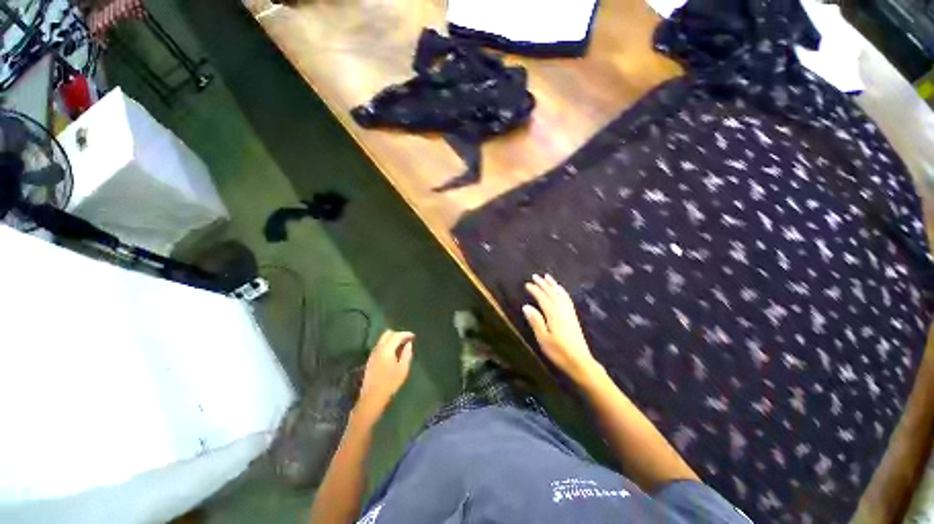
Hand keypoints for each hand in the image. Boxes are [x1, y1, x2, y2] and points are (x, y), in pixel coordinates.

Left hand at [356, 330, 414, 419]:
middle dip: (398, 334)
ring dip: (392, 339)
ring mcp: (373, 354)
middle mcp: (378, 349)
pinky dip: (387, 344)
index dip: (405, 334)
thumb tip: (409, 343)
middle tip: (407, 339)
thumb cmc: (390, 383)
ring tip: (401, 345)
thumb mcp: (403, 369)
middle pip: (387, 334)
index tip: (413, 336)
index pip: (396, 335)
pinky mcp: (371, 359)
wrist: (372, 397)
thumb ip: (406, 354)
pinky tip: (393, 352)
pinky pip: (380, 346)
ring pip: (382, 339)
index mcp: (386, 350)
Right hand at [523, 274, 602, 385]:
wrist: (581, 363)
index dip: (535, 290)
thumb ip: (536, 321)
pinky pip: (568, 300)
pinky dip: (563, 292)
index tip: (527, 284)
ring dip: (553, 285)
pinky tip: (561, 291)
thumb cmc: (559, 353)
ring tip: (548, 277)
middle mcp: (562, 311)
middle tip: (535, 276)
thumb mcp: (543, 339)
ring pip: (561, 295)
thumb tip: (526, 306)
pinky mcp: (574, 318)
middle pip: (552, 294)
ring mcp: (570, 314)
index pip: (543, 299)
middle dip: (543, 284)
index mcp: (554, 315)